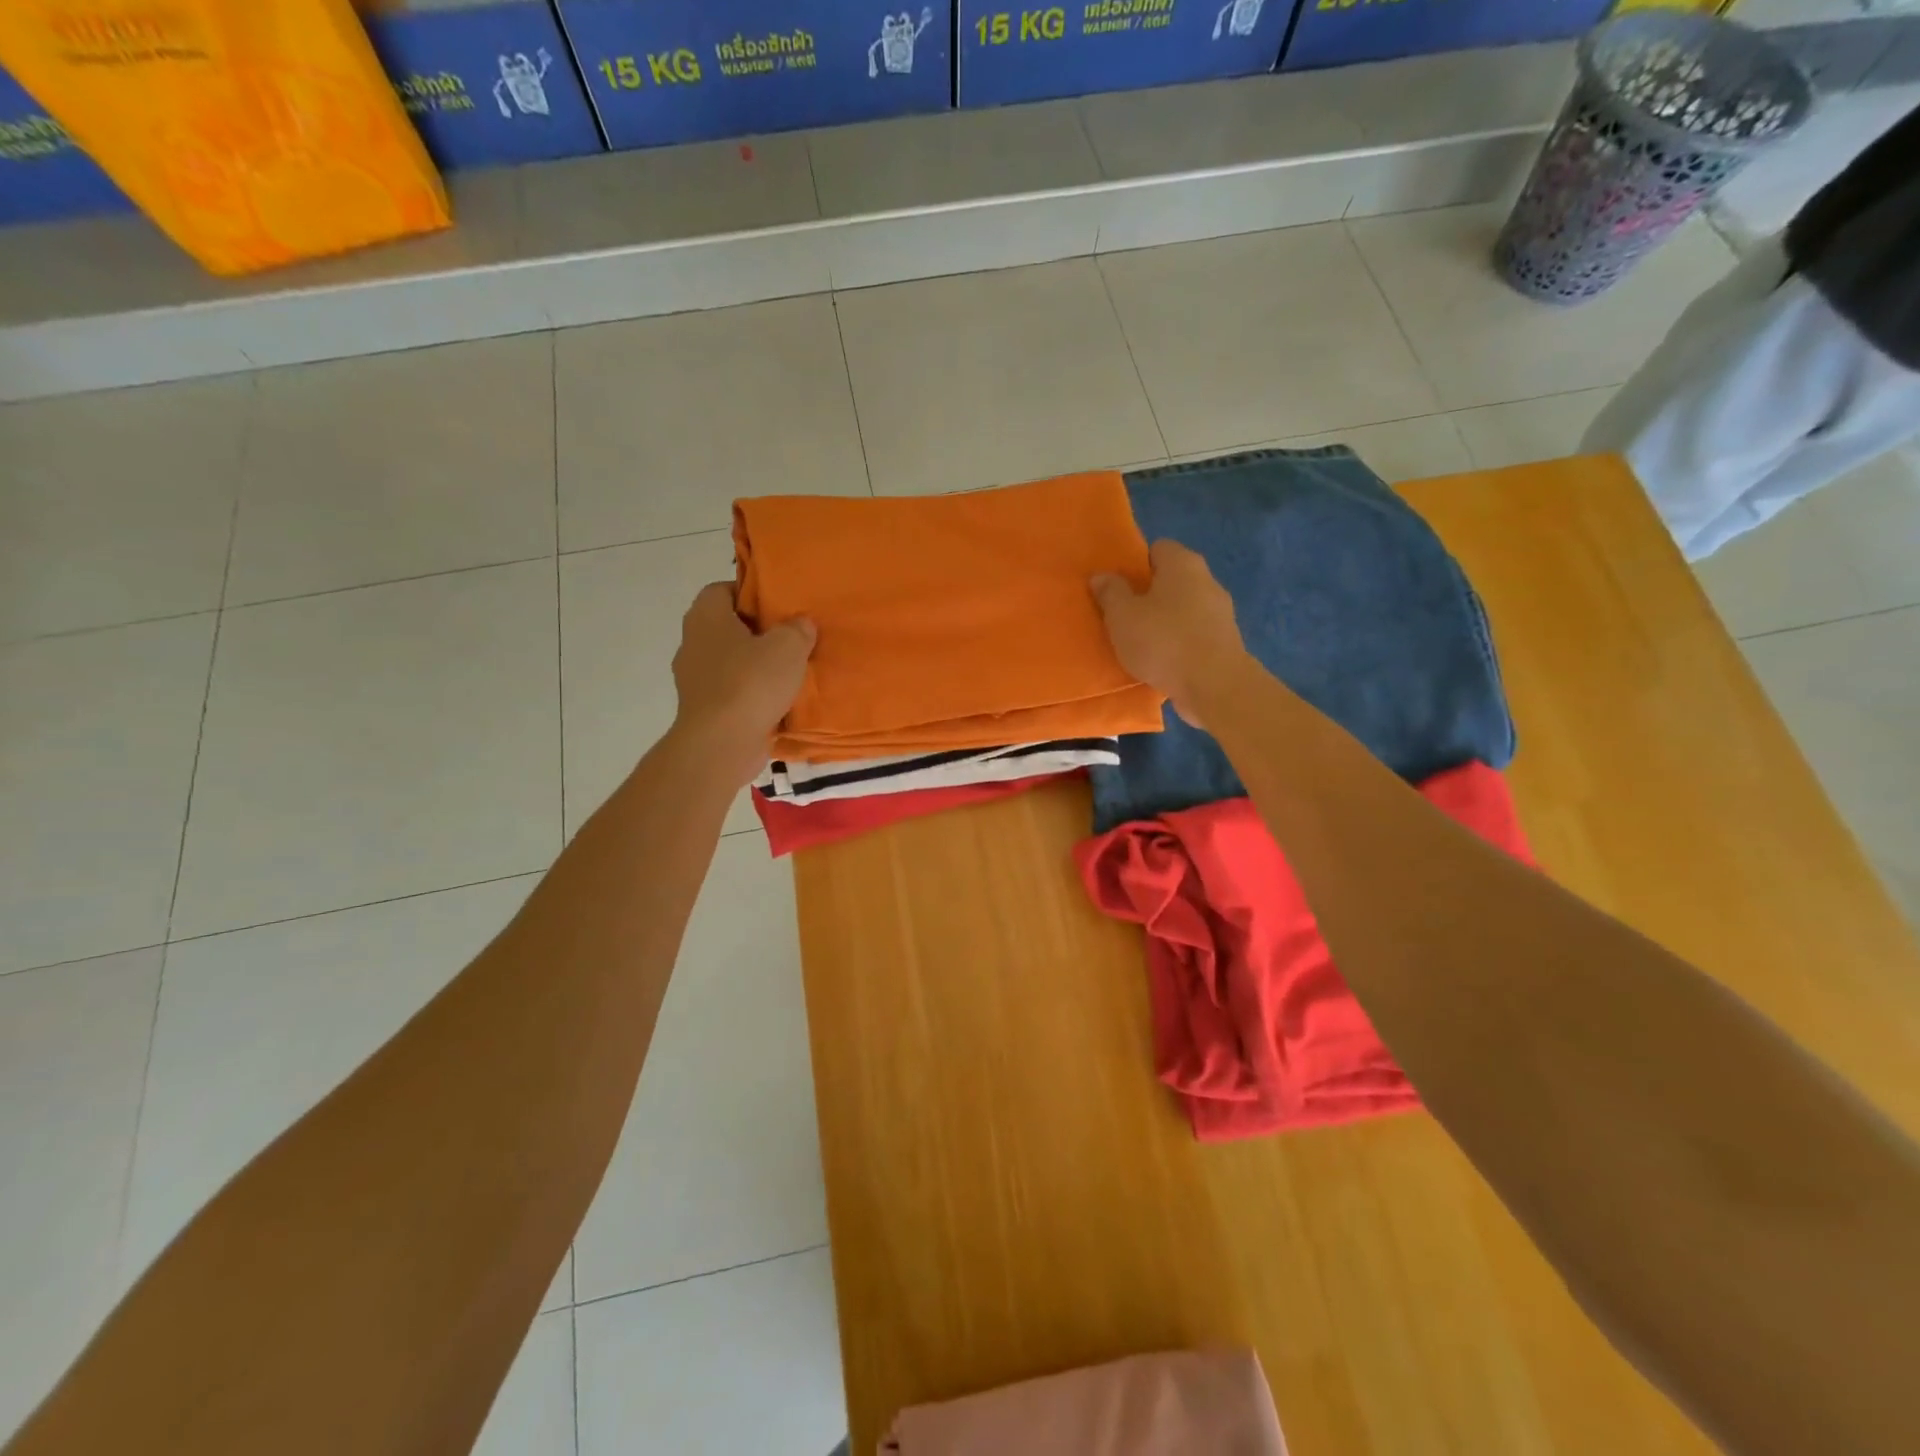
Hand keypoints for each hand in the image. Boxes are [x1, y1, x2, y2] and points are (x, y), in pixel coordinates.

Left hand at [670, 582, 816, 785]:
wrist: (722, 744)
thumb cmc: (751, 683)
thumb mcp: (788, 646)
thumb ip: (797, 629)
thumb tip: (801, 623)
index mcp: (706, 617)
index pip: (721, 590)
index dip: (749, 594)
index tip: (777, 606)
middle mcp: (693, 643)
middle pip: (726, 627)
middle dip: (756, 632)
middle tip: (790, 638)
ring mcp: (694, 680)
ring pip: (729, 662)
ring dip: (755, 666)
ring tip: (788, 673)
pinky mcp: (703, 710)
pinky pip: (731, 692)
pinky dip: (751, 695)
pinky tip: (777, 702)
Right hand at [1091, 540, 1247, 726]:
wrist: (1214, 685)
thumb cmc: (1163, 641)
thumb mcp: (1122, 616)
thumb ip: (1110, 592)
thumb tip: (1101, 575)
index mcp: (1182, 563)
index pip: (1157, 548)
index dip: (1136, 564)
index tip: (1118, 587)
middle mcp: (1207, 579)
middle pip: (1172, 578)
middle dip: (1150, 594)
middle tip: (1124, 615)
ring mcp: (1221, 611)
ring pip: (1185, 607)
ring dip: (1165, 620)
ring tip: (1142, 642)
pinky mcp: (1226, 641)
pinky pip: (1195, 633)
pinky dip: (1180, 642)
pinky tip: (1164, 661)